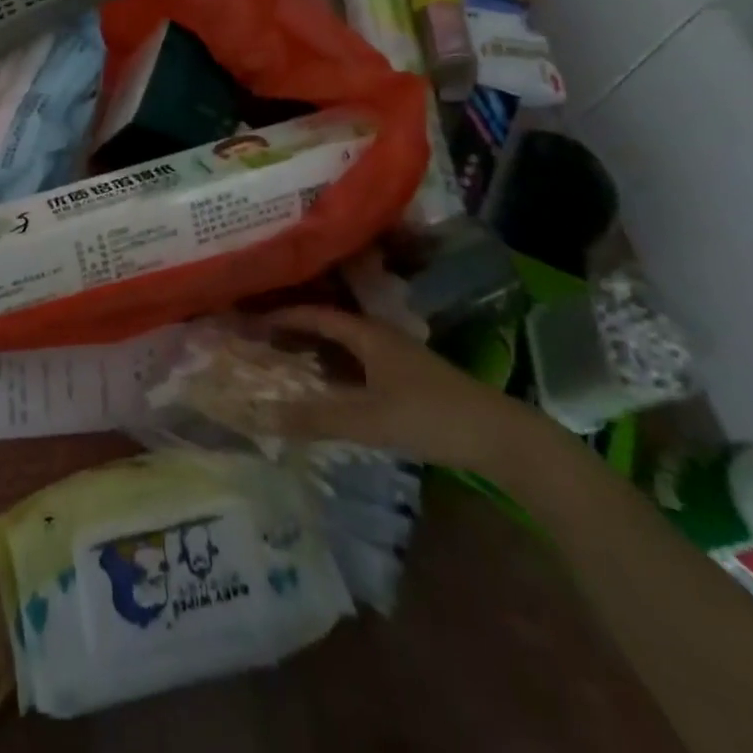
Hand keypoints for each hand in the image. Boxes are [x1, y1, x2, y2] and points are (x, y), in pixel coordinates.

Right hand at [260, 305, 544, 472]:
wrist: (501, 437)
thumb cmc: (431, 416)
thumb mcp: (368, 419)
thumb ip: (316, 418)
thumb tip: (262, 416)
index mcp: (368, 334)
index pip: (316, 315)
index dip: (284, 316)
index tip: (252, 320)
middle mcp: (380, 337)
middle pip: (330, 326)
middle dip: (295, 331)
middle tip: (261, 340)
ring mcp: (398, 358)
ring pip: (346, 347)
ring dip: (316, 351)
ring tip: (285, 362)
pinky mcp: (410, 379)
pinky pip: (360, 365)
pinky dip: (336, 370)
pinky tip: (329, 389)